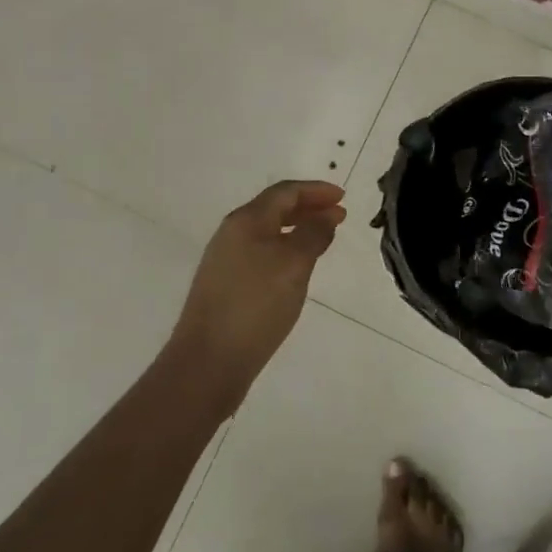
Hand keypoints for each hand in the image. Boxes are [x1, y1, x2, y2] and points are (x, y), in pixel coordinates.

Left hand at [172, 180, 346, 402]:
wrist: (208, 360)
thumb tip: (325, 216)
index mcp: (246, 220)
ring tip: (323, 238)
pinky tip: (296, 268)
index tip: (343, 198)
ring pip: (267, 232)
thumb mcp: (293, 264)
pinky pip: (261, 253)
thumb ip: (313, 234)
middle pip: (274, 208)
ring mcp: (225, 260)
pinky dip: (285, 249)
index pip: (285, 192)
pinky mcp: (225, 285)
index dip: (315, 190)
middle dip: (308, 208)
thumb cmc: (255, 305)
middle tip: (338, 216)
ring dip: (297, 229)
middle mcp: (232, 233)